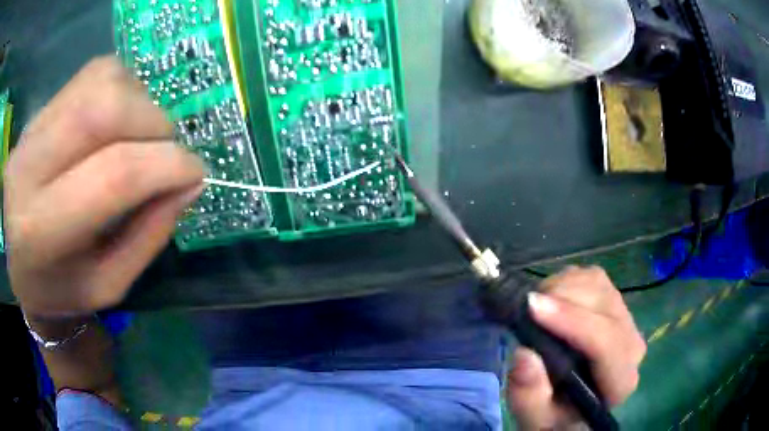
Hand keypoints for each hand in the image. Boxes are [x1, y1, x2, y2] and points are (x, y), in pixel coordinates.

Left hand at [4, 57, 204, 316]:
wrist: (19, 262)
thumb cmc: (61, 288)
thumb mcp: (108, 285)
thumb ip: (149, 234)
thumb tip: (191, 182)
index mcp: (41, 230)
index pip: (112, 175)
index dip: (167, 165)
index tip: (197, 173)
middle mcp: (29, 167)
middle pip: (105, 110)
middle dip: (154, 124)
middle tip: (166, 152)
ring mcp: (32, 127)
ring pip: (103, 80)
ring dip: (139, 102)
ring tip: (138, 137)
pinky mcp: (41, 108)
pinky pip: (95, 73)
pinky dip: (122, 87)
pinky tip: (118, 120)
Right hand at [506, 266, 645, 429]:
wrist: (573, 405)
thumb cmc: (556, 414)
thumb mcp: (535, 418)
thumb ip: (529, 396)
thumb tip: (524, 353)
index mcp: (620, 381)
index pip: (606, 343)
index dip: (572, 322)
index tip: (532, 308)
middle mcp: (631, 345)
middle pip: (604, 305)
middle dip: (563, 299)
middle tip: (526, 307)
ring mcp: (626, 319)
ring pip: (598, 284)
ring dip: (562, 287)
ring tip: (536, 306)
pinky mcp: (614, 302)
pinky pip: (592, 276)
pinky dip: (567, 280)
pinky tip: (551, 299)